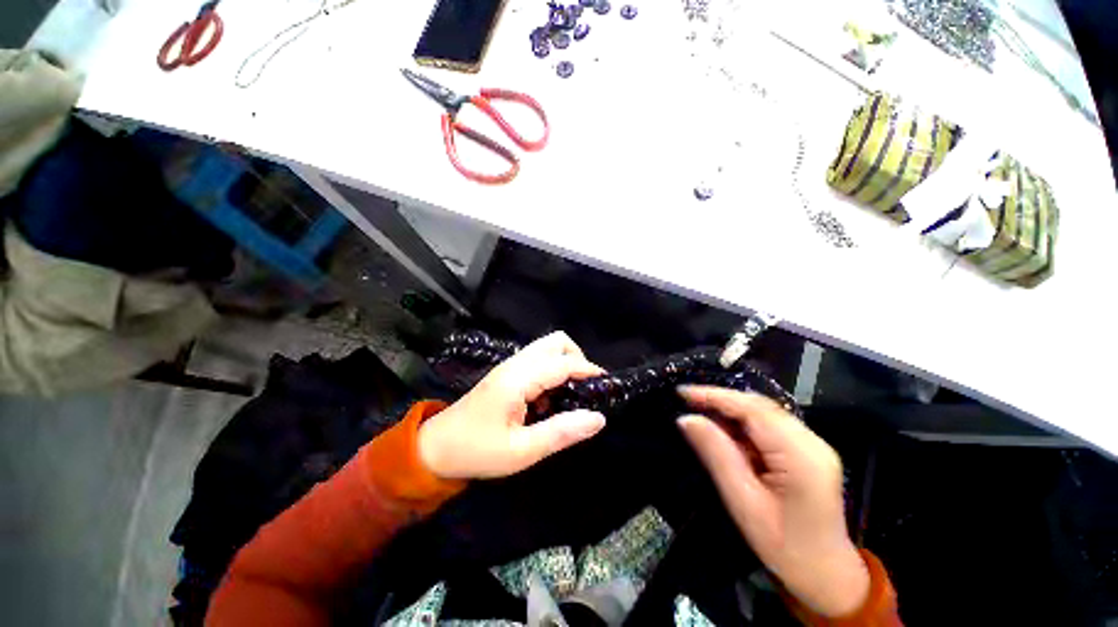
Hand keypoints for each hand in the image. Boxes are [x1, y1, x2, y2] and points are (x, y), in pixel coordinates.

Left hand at [418, 331, 606, 479]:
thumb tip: (598, 418)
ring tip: (570, 395)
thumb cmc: (477, 451)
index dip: (589, 371)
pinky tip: (549, 399)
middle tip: (584, 389)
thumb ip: (561, 432)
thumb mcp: (522, 451)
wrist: (436, 448)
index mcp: (518, 379)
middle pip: (556, 341)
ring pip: (547, 347)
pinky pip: (538, 359)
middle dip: (577, 359)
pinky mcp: (507, 373)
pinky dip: (553, 370)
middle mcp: (515, 364)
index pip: (563, 363)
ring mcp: (510, 365)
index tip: (607, 386)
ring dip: (565, 364)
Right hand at [677, 386, 869, 617]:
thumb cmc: (784, 547)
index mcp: (801, 456)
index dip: (715, 395)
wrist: (826, 575)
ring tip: (700, 414)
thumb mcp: (743, 503)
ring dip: (730, 410)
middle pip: (759, 405)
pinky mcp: (807, 449)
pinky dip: (742, 423)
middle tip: (686, 401)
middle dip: (720, 400)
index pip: (753, 410)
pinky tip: (725, 432)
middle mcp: (811, 441)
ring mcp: (813, 443)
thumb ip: (716, 455)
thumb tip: (687, 418)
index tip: (682, 392)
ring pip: (763, 412)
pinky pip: (769, 424)